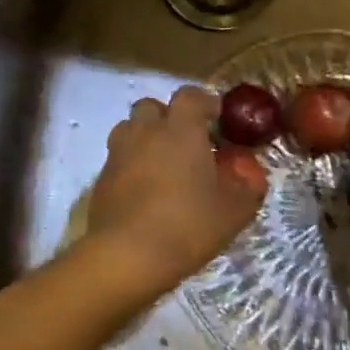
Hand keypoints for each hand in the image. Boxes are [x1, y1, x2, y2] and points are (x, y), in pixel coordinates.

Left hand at [88, 86, 264, 294]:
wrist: (126, 254)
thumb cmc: (187, 225)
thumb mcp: (234, 209)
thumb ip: (247, 183)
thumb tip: (248, 168)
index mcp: (180, 129)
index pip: (190, 95)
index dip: (204, 102)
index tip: (217, 119)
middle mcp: (145, 131)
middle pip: (153, 106)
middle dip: (170, 117)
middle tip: (187, 142)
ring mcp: (118, 151)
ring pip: (131, 128)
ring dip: (146, 136)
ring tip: (162, 162)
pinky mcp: (101, 175)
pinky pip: (119, 156)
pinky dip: (131, 162)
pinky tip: (144, 188)